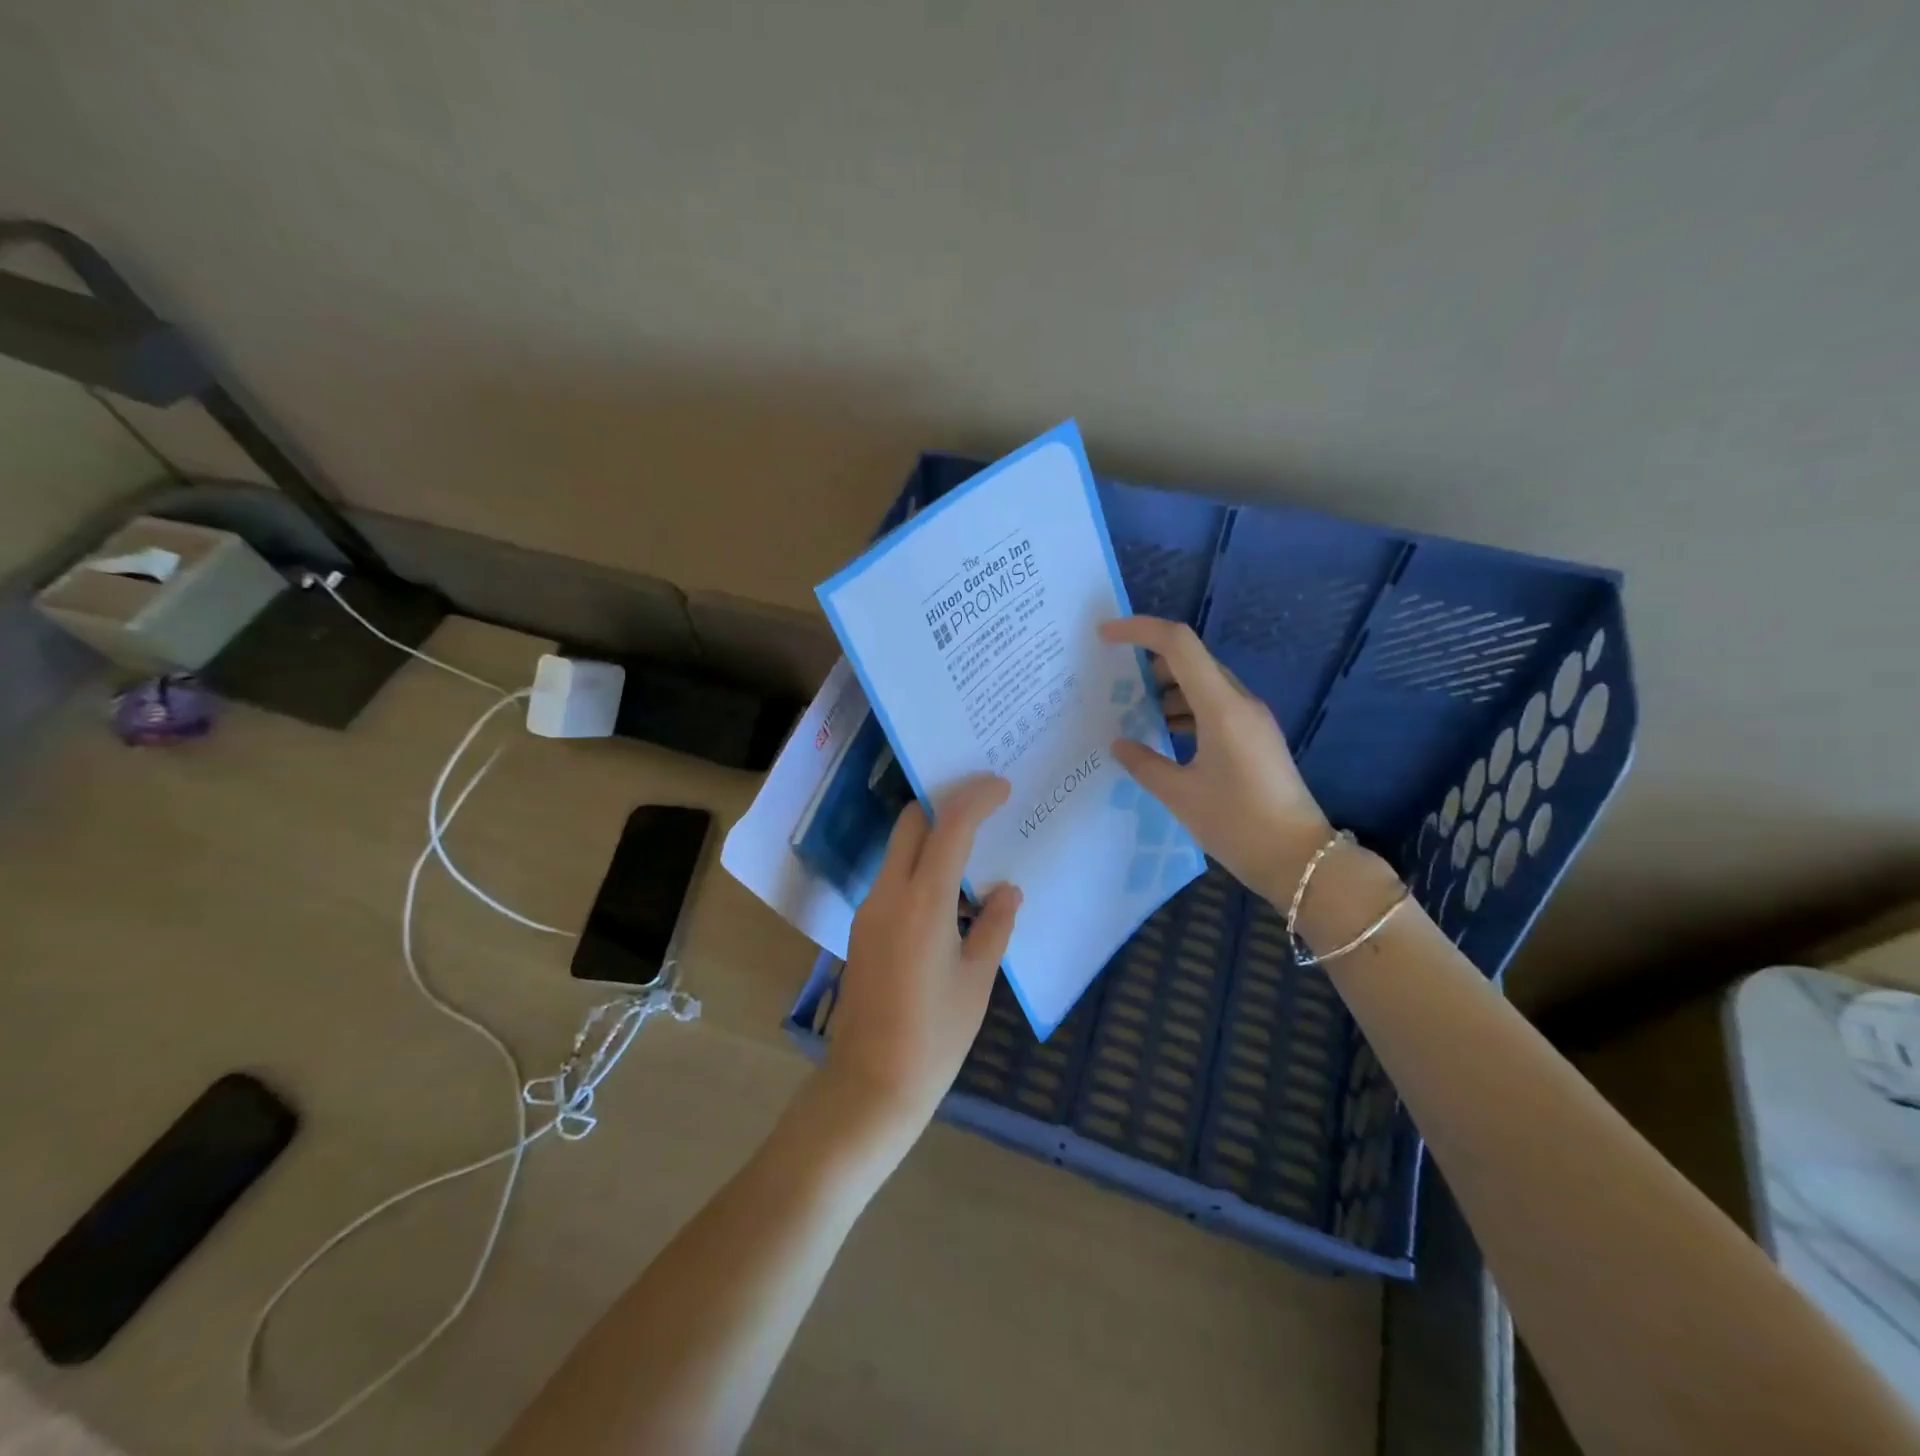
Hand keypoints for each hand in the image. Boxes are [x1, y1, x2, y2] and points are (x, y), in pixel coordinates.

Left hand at [824, 774, 1021, 1150]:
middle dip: (945, 804)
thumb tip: (1007, 889)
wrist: (871, 1082)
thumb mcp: (978, 980)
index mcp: (923, 903)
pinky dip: (919, 865)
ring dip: (931, 835)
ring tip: (972, 847)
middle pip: (911, 823)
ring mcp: (869, 909)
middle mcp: (888, 894)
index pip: (948, 827)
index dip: (975, 798)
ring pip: (898, 848)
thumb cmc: (936, 1036)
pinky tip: (948, 891)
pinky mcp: (862, 927)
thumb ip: (995, 925)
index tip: (1000, 786)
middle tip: (982, 807)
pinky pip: (892, 877)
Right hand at [1100, 616, 1332, 896]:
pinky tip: (1163, 735)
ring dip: (1167, 689)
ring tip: (1132, 712)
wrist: (1301, 859)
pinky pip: (1215, 707)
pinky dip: (1185, 710)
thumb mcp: (1180, 795)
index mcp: (1221, 707)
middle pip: (1192, 660)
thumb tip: (1119, 744)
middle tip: (1113, 681)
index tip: (1104, 635)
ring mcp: (1252, 720)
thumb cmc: (1238, 824)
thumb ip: (1143, 764)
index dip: (1139, 630)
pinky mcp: (1256, 738)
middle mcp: (1240, 703)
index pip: (1178, 644)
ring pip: (1203, 684)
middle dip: (1149, 662)